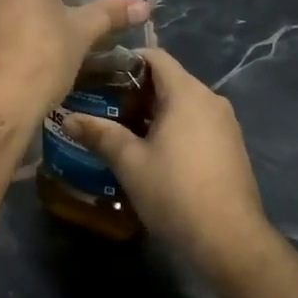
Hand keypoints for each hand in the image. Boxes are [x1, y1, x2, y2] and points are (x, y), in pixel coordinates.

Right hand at [61, 48, 270, 266]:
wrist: (229, 241)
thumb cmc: (175, 192)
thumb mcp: (130, 162)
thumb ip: (100, 134)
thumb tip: (68, 118)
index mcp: (187, 93)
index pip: (155, 57)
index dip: (124, 61)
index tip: (97, 75)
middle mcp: (210, 100)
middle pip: (168, 80)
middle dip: (133, 92)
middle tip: (101, 107)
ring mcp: (225, 125)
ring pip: (181, 105)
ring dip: (151, 113)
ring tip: (119, 131)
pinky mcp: (230, 148)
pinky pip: (195, 124)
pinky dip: (171, 129)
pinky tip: (149, 153)